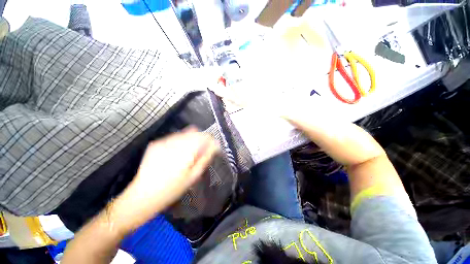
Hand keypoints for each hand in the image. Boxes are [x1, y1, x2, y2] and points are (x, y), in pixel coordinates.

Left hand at [109, 127, 219, 234]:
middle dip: (200, 139)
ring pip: (184, 133)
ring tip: (187, 154)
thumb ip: (205, 157)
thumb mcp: (194, 176)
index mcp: (185, 151)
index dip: (210, 140)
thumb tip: (215, 145)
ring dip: (190, 140)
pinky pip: (174, 137)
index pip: (204, 136)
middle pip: (194, 131)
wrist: (143, 195)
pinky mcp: (156, 143)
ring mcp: (163, 141)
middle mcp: (174, 143)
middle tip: (199, 152)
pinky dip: (180, 142)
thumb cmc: (172, 189)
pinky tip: (177, 154)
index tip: (212, 147)